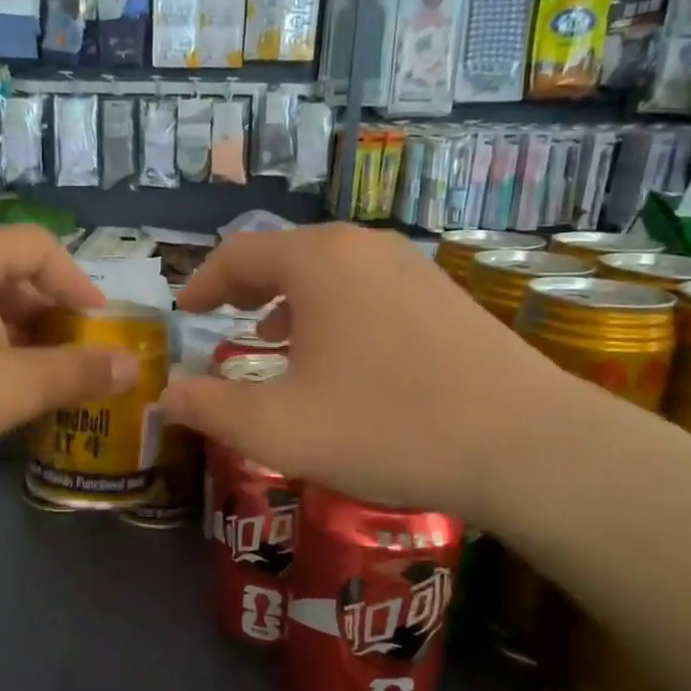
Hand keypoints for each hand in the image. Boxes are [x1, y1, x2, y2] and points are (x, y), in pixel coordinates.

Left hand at [0, 226, 137, 469]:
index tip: (102, 326)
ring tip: (52, 380)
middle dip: (54, 318)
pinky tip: (6, 392)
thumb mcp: (14, 385)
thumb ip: (77, 373)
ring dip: (26, 340)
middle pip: (15, 277)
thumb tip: (132, 368)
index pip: (40, 247)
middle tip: (82, 357)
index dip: (79, 283)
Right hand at [160, 224, 575, 522]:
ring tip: (272, 338)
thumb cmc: (386, 428)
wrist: (524, 443)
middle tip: (221, 319)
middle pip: (285, 253)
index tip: (185, 311)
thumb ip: (211, 409)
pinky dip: (333, 308)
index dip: (202, 281)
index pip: (239, 253)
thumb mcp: (279, 429)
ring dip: (289, 298)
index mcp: (318, 261)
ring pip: (329, 270)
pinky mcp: (443, 294)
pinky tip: (339, 353)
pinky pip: (367, 286)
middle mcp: (363, 247)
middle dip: (245, 287)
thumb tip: (166, 396)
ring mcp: (412, 266)